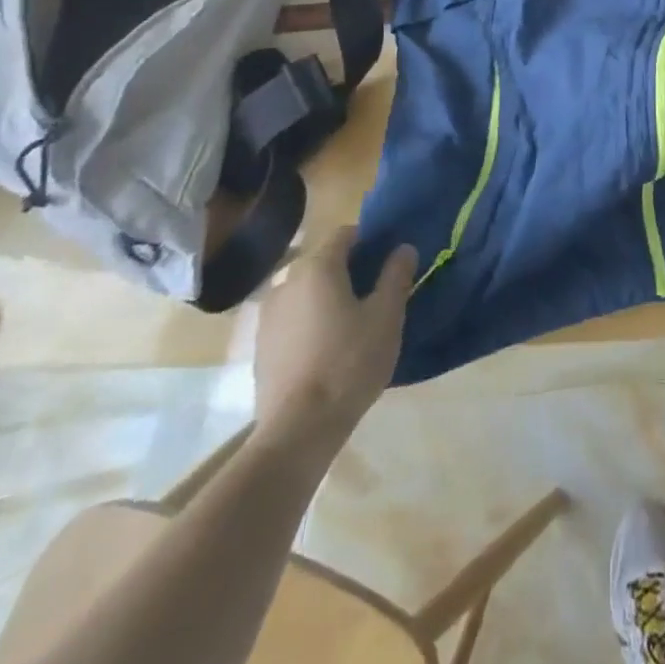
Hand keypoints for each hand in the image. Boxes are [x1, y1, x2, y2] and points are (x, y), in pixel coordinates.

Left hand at [252, 227, 416, 439]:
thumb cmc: (349, 363)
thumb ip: (396, 276)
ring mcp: (268, 314)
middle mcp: (287, 281)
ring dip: (327, 297)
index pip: (345, 234)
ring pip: (306, 291)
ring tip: (351, 324)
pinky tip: (326, 349)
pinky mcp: (261, 345)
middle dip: (349, 270)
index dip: (369, 241)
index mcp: (318, 267)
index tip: (387, 261)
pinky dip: (309, 322)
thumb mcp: (386, 317)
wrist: (298, 428)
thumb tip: (403, 248)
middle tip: (375, 295)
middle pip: (323, 262)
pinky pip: (292, 318)